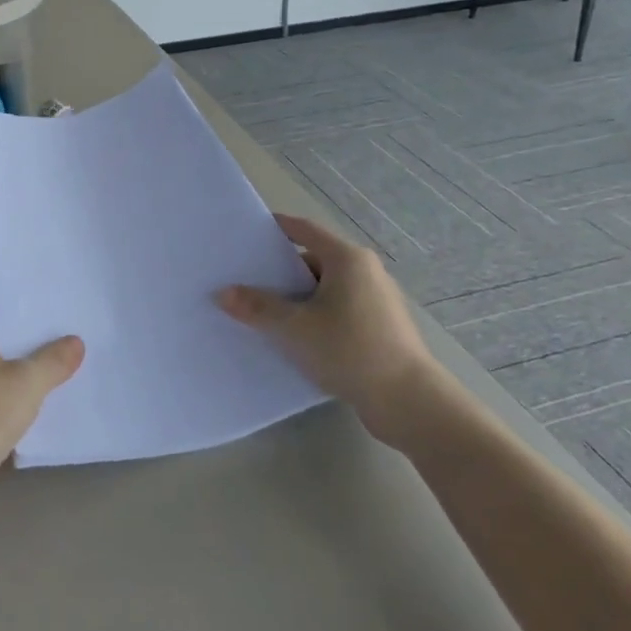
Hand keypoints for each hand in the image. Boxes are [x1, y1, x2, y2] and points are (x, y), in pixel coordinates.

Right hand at [216, 213, 447, 450]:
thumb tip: (222, 293)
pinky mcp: (379, 328)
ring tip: (261, 312)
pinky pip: (337, 311)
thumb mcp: (294, 328)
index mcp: (347, 259)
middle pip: (313, 260)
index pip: (303, 229)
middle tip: (244, 279)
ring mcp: (376, 301)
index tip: (246, 233)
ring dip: (296, 298)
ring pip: (325, 289)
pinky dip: (314, 317)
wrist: (408, 402)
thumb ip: (257, 307)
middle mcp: (365, 272)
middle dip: (279, 270)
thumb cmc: (350, 350)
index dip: (274, 228)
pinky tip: (293, 338)